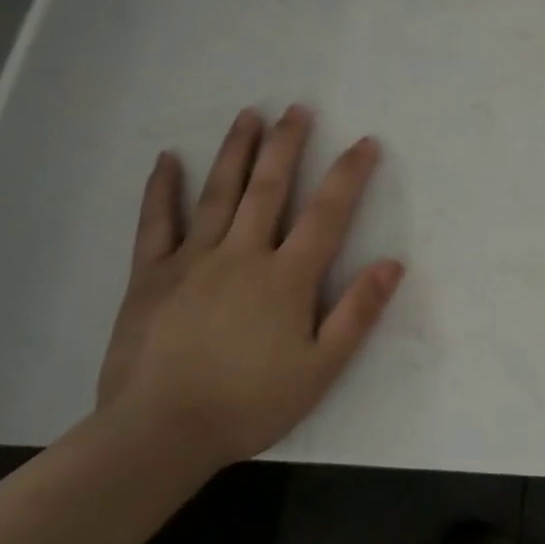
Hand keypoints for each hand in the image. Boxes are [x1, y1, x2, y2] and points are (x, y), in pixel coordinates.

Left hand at [97, 105, 404, 470]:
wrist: (158, 435)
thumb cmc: (248, 403)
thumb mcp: (320, 369)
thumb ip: (357, 313)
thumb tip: (392, 263)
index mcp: (287, 276)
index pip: (327, 213)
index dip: (349, 174)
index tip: (365, 142)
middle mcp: (243, 254)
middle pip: (270, 187)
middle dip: (287, 144)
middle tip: (297, 108)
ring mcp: (193, 260)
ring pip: (219, 193)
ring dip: (236, 150)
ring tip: (249, 114)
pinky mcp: (151, 275)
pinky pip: (157, 223)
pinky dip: (163, 189)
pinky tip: (168, 158)